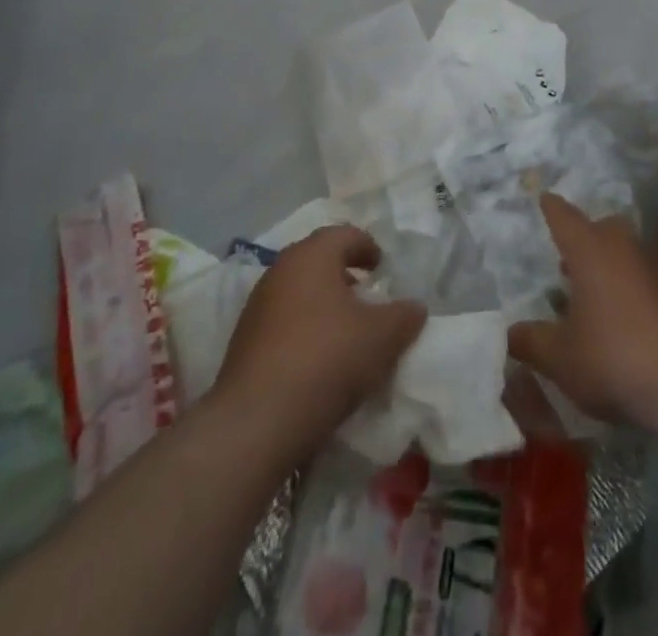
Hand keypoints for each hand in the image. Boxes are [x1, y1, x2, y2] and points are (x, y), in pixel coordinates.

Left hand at [213, 226, 426, 457]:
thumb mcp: (382, 337)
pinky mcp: (243, 342)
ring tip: (346, 331)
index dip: (367, 247)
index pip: (344, 234)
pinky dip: (304, 329)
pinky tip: (318, 358)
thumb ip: (404, 316)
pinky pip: (282, 322)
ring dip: (323, 304)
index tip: (382, 268)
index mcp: (312, 255)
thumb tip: (414, 308)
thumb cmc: (326, 359)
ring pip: (298, 291)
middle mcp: (280, 270)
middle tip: (367, 296)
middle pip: (318, 260)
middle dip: (344, 274)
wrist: (257, 423)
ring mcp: (257, 307)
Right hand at [508, 194, 657, 437]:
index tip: (545, 199)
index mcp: (590, 249)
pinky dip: (638, 292)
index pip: (564, 217)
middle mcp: (626, 245)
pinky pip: (652, 280)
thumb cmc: (616, 358)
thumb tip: (510, 332)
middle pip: (602, 230)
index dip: (552, 209)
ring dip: (613, 268)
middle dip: (585, 242)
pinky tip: (632, 322)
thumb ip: (532, 342)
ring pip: (629, 254)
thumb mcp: (561, 358)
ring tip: (597, 297)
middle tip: (568, 265)